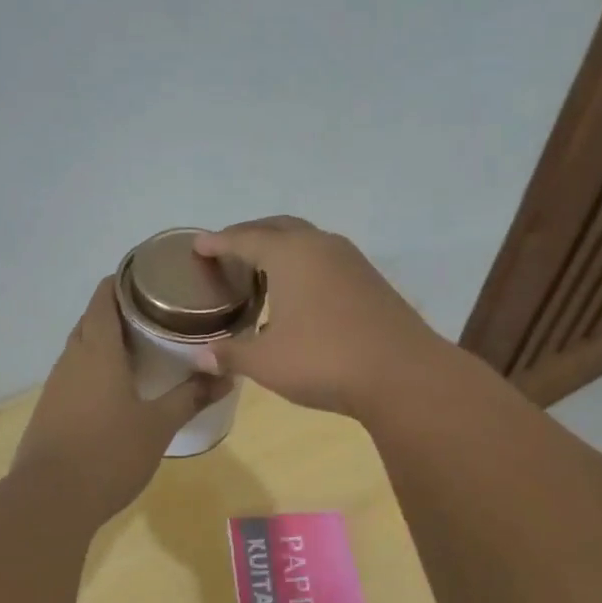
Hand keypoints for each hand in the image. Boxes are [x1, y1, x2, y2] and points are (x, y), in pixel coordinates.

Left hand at [13, 278, 231, 520]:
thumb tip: (228, 375)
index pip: (104, 299)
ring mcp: (56, 385)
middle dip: (118, 311)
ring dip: (105, 341)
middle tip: (155, 314)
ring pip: (81, 348)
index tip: (148, 278)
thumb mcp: (159, 425)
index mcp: (97, 351)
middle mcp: (72, 359)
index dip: (122, 282)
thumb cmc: (109, 453)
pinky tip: (116, 387)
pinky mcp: (50, 409)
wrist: (50, 500)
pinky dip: (95, 368)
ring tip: (140, 346)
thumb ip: (191, 397)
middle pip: (91, 320)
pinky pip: (75, 374)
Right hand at [192, 217, 450, 416]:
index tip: (199, 245)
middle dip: (250, 234)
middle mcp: (320, 246)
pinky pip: (326, 259)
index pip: (244, 239)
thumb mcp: (266, 362)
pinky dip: (303, 264)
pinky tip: (299, 291)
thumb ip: (231, 354)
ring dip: (280, 246)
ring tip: (261, 267)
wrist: (403, 375)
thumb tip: (200, 357)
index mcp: (290, 254)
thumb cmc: (323, 360)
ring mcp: (351, 261)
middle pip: (278, 227)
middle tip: (227, 249)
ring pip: (307, 240)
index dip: (218, 243)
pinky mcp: (370, 280)